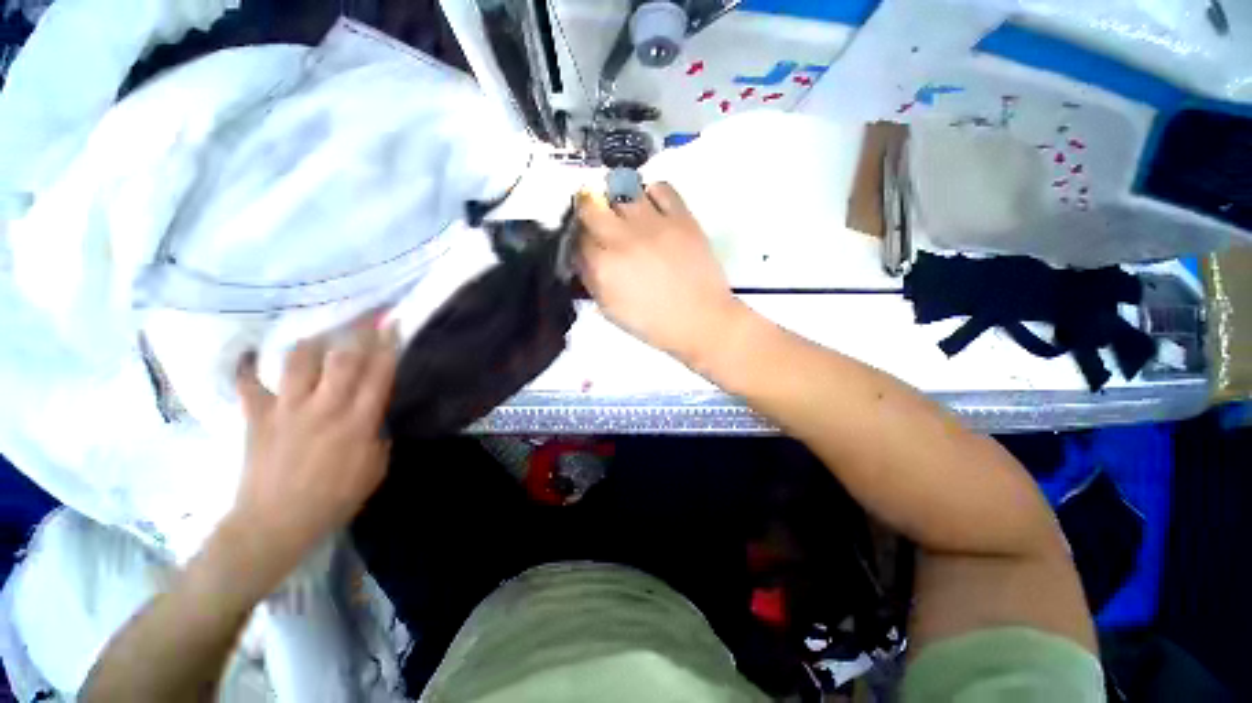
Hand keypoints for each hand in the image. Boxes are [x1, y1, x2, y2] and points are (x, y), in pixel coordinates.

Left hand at [230, 322, 397, 583]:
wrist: (275, 525)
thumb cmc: (333, 499)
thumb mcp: (375, 470)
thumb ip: (378, 436)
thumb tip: (375, 415)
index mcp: (357, 422)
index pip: (378, 375)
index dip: (388, 347)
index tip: (392, 326)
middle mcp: (324, 408)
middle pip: (342, 359)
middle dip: (357, 334)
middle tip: (366, 319)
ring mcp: (286, 409)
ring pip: (299, 361)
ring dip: (313, 343)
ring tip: (321, 335)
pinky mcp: (256, 417)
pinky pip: (248, 385)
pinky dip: (246, 368)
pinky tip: (248, 356)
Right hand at [577, 182, 746, 370]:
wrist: (700, 320)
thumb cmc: (654, 323)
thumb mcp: (611, 310)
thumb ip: (591, 280)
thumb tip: (583, 256)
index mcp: (603, 267)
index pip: (576, 237)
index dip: (578, 237)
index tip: (587, 240)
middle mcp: (622, 239)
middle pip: (590, 204)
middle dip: (589, 210)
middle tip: (599, 220)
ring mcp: (652, 224)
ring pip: (622, 189)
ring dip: (619, 201)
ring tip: (628, 215)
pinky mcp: (681, 217)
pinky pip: (660, 187)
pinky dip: (652, 194)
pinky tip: (653, 209)